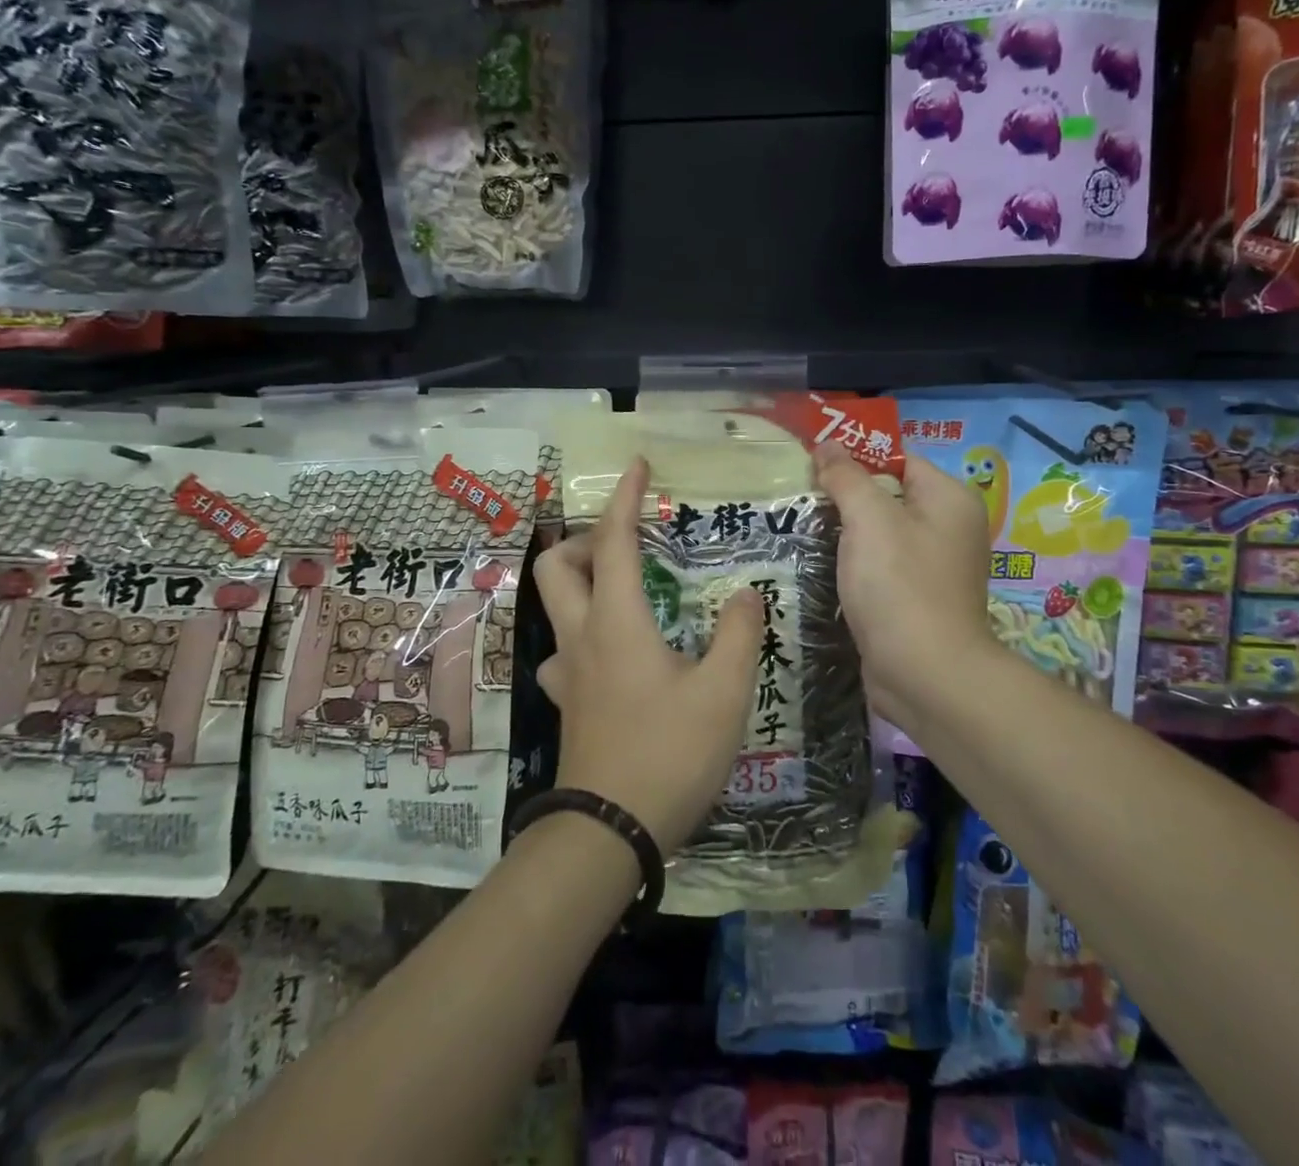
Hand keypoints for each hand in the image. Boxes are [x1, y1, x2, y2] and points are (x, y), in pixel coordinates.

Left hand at [533, 458, 764, 854]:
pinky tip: (614, 658)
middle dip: (581, 540)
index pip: (612, 541)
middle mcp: (582, 637)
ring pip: (555, 610)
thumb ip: (739, 635)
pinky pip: (564, 654)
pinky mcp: (568, 705)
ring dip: (581, 588)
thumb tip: (743, 594)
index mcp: (618, 622)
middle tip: (625, 546)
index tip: (636, 465)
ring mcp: (567, 674)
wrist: (609, 832)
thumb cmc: (669, 753)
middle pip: (556, 568)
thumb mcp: (724, 692)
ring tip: (626, 597)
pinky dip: (584, 637)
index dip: (623, 497)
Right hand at [812, 442, 997, 737]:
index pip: (898, 459)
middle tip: (798, 493)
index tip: (811, 462)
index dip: (855, 457)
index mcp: (949, 498)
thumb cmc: (900, 585)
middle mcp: (949, 527)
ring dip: (845, 532)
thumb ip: (847, 477)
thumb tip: (827, 445)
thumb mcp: (869, 519)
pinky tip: (821, 564)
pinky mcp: (916, 598)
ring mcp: (934, 566)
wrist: (924, 675)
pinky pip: (881, 566)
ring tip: (800, 525)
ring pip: (881, 533)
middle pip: (888, 495)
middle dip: (845, 495)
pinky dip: (854, 563)